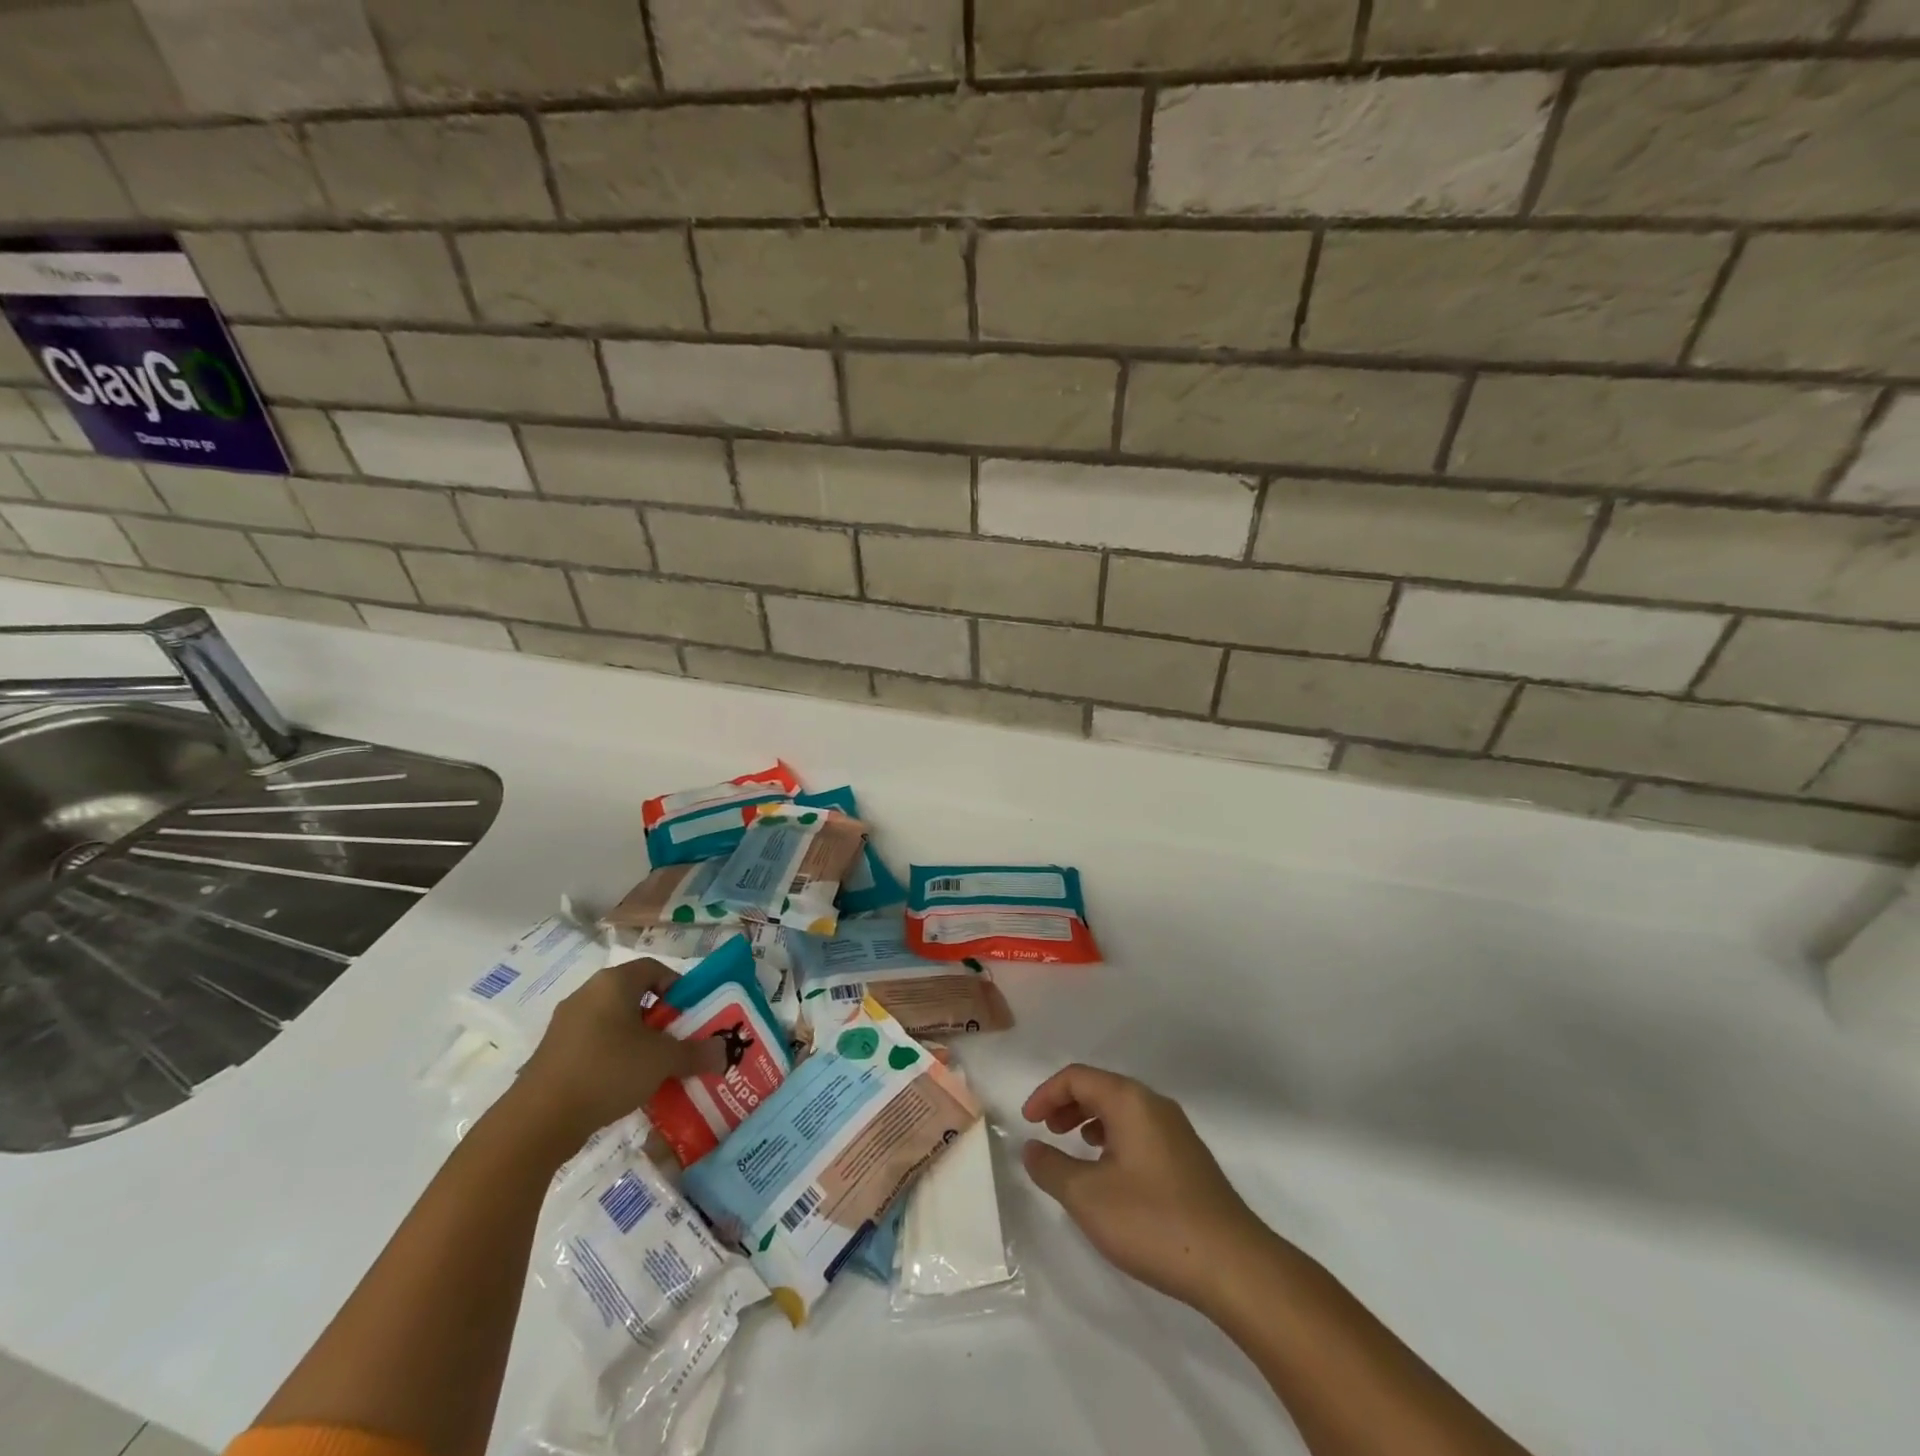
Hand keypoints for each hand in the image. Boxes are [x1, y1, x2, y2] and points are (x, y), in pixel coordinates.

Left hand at [515, 958, 725, 1141]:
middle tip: (681, 1041)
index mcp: (613, 983)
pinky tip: (625, 1084)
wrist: (538, 1122)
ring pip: (615, 1022)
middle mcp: (587, 994)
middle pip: (635, 995)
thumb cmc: (608, 1071)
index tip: (693, 1014)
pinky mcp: (553, 1053)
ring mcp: (566, 1024)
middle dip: (662, 1018)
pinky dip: (614, 1057)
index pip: (655, 968)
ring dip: (639, 1040)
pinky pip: (595, 1044)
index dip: (679, 987)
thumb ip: (696, 1053)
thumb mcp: (662, 1061)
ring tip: (656, 1067)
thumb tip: (724, 1052)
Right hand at [1023, 1065, 1273, 1312]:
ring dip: (1090, 1121)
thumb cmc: (1153, 1221)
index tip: (1027, 1123)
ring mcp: (1176, 1131)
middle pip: (1101, 1088)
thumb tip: (1031, 1149)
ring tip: (1074, 1150)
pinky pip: (1140, 1131)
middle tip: (1046, 1131)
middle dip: (1068, 1104)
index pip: (1077, 1077)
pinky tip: (1110, 1174)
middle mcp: (1155, 1104)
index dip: (1046, 1094)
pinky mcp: (1188, 1159)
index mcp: (1130, 1100)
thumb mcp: (1087, 1197)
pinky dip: (1114, 1138)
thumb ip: (1051, 1167)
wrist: (1233, 1265)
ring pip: (1122, 1110)